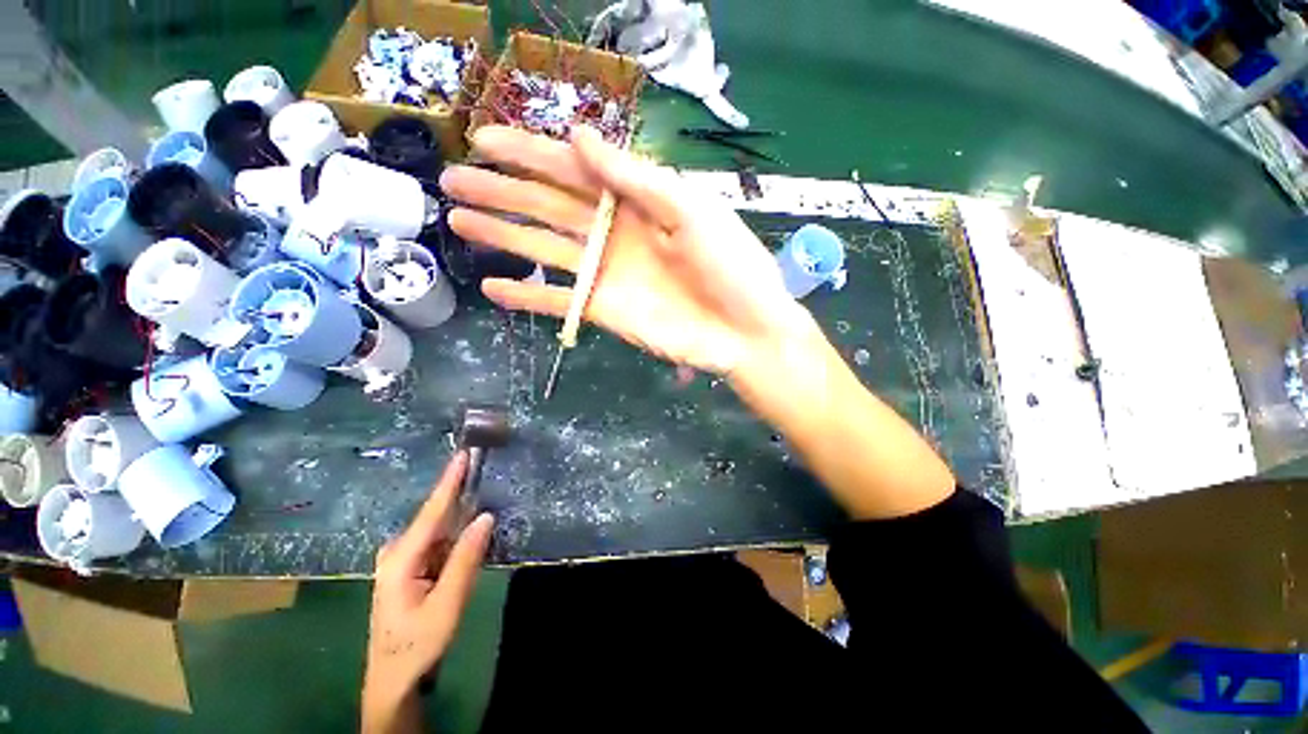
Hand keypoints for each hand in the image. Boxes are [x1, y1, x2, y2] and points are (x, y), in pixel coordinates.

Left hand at [363, 453, 493, 729]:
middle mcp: (396, 552)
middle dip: (459, 494)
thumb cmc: (418, 643)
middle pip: (435, 516)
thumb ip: (465, 559)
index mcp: (400, 559)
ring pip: (438, 529)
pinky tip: (470, 532)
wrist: (395, 677)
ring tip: (483, 495)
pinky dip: (455, 533)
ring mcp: (401, 560)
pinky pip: (437, 541)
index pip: (430, 512)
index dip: (448, 481)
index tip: (462, 454)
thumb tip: (486, 516)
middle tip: (483, 470)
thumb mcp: (446, 604)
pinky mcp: (409, 567)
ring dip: (460, 515)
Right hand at [439, 125, 816, 375]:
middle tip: (453, 180)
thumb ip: (635, 177)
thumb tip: (578, 135)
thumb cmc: (729, 267)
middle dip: (503, 191)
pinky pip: (558, 301)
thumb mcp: (689, 210)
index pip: (575, 169)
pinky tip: (492, 287)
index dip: (531, 153)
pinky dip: (527, 296)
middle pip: (550, 206)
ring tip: (458, 220)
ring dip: (503, 235)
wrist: (743, 331)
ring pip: (545, 249)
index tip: (484, 140)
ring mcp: (607, 274)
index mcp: (638, 201)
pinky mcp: (604, 310)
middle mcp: (616, 233)